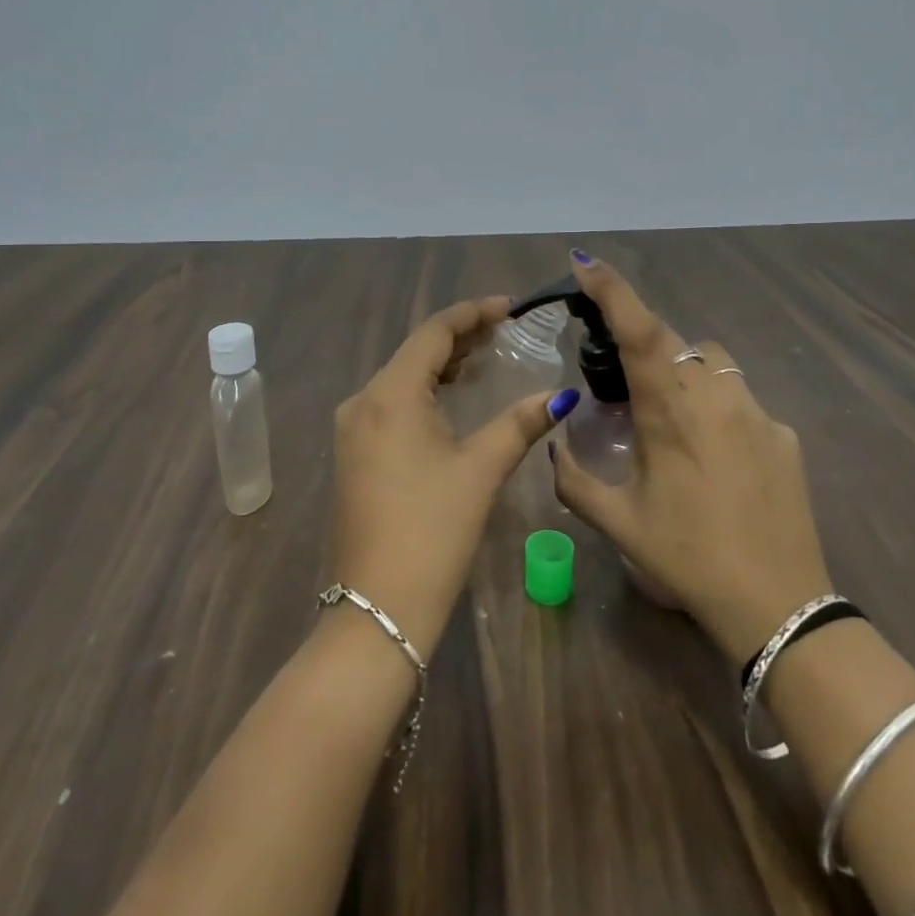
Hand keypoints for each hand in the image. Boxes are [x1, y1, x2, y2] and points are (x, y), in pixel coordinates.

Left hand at [329, 296, 578, 655]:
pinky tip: (454, 397)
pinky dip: (426, 390)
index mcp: (390, 394)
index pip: (433, 332)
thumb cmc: (432, 530)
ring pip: (403, 377)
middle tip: (506, 330)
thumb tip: (560, 396)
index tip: (510, 307)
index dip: (473, 313)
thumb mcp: (481, 470)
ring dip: (443, 363)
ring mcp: (353, 428)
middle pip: (415, 351)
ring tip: (487, 356)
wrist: (377, 608)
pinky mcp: (355, 453)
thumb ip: (521, 424)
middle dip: (461, 336)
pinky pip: (393, 402)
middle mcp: (363, 401)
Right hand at [548, 252, 832, 663]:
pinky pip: (741, 398)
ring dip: (684, 369)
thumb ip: (575, 479)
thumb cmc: (688, 559)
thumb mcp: (619, 523)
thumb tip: (555, 446)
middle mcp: (715, 396)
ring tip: (671, 414)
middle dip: (644, 344)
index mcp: (670, 412)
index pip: (639, 331)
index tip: (585, 263)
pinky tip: (717, 454)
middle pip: (674, 340)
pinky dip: (719, 406)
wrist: (779, 605)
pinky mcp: (783, 433)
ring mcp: (756, 411)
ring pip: (711, 361)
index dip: (612, 289)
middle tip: (625, 384)